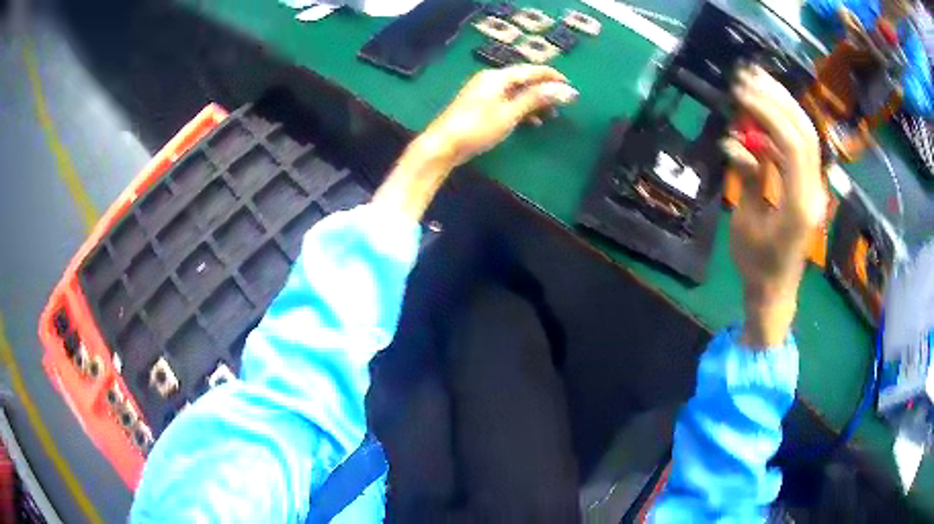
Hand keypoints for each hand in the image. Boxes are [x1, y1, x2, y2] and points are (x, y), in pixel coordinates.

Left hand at [421, 64, 578, 165]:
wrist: (441, 146)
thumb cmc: (477, 128)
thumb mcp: (510, 113)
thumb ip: (537, 99)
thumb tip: (566, 90)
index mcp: (497, 77)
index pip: (531, 70)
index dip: (552, 77)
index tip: (571, 85)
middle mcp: (490, 79)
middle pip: (524, 80)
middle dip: (544, 90)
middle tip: (564, 103)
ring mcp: (483, 92)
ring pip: (516, 92)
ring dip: (534, 102)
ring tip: (551, 116)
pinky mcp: (479, 105)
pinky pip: (507, 101)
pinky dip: (521, 109)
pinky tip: (531, 122)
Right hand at [722, 66, 827, 347]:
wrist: (775, 292)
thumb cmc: (757, 266)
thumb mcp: (746, 224)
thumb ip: (747, 178)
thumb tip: (734, 143)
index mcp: (800, 204)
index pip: (792, 144)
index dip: (768, 112)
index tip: (741, 92)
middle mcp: (813, 191)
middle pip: (804, 132)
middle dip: (777, 98)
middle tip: (748, 75)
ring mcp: (813, 188)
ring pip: (804, 135)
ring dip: (781, 106)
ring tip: (754, 83)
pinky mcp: (807, 186)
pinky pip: (796, 149)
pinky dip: (778, 128)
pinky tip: (759, 119)